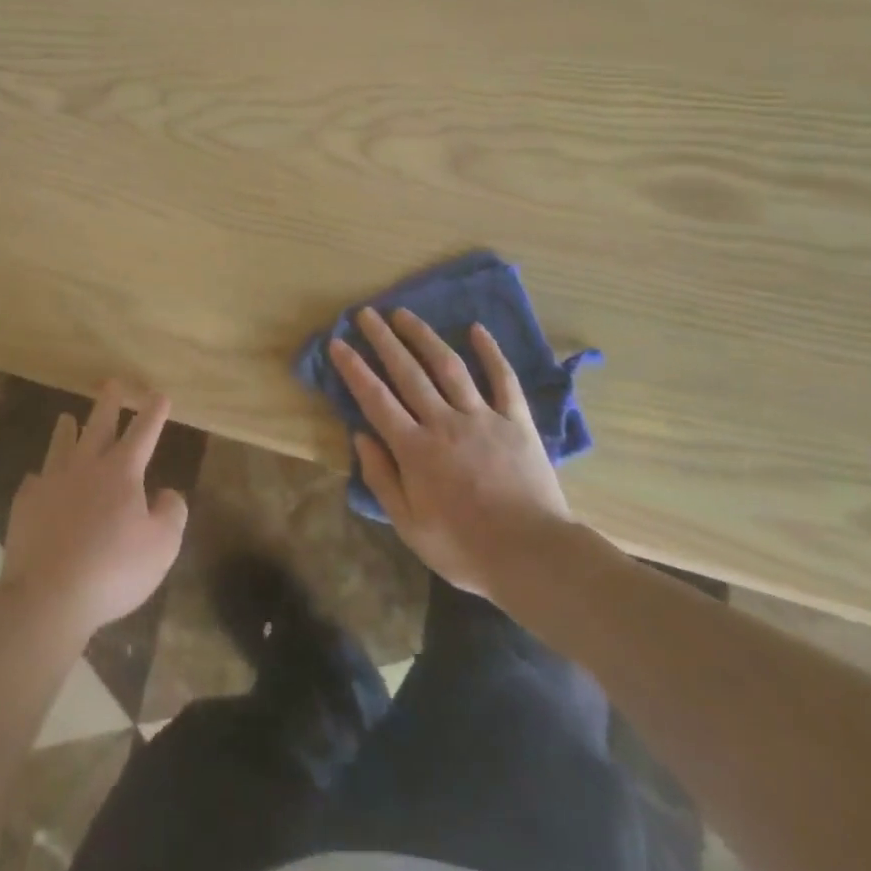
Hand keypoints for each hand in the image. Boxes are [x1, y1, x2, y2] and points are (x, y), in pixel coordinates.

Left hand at [0, 383, 189, 641]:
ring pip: (61, 446)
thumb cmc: (113, 570)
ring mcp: (51, 483)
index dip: (153, 413)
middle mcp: (86, 467)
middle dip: (108, 403)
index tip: (159, 394)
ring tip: (66, 417)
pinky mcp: (26, 505)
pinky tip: (38, 478)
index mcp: (121, 472)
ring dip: (66, 430)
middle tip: (111, 383)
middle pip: (98, 426)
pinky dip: (40, 476)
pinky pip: (34, 481)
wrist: (47, 596)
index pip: (143, 433)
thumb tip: (167, 493)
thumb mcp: (162, 546)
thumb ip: (172, 513)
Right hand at [330, 308, 571, 598]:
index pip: (376, 399)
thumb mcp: (409, 526)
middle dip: (383, 340)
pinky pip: (503, 379)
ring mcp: (482, 417)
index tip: (337, 342)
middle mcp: (444, 422)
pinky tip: (477, 329)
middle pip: (408, 372)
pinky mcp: (516, 421)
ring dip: (423, 336)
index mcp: (415, 449)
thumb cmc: (464, 548)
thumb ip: (382, 478)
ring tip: (404, 313)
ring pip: (448, 366)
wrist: (533, 557)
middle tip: (366, 313)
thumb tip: (360, 436)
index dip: (354, 368)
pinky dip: (490, 352)